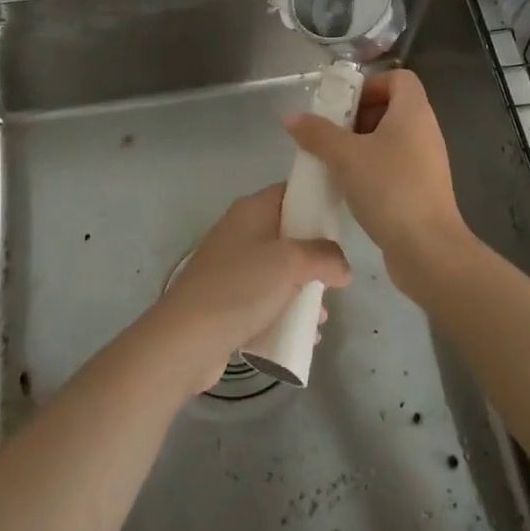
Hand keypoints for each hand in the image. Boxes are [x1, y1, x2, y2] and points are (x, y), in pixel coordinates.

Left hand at [156, 184, 350, 392]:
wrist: (186, 339)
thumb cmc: (241, 287)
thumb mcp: (291, 263)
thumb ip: (325, 257)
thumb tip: (343, 268)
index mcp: (252, 209)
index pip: (291, 191)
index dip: (317, 202)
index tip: (342, 224)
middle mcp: (241, 230)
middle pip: (289, 233)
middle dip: (315, 257)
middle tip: (335, 278)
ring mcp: (232, 265)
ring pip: (279, 269)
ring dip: (303, 289)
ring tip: (322, 317)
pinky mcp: (227, 298)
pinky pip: (266, 297)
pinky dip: (285, 310)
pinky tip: (303, 334)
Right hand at [285, 68, 474, 297]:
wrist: (428, 250)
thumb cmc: (389, 189)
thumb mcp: (345, 157)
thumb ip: (317, 133)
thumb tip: (291, 117)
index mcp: (414, 112)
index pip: (399, 78)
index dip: (370, 85)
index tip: (344, 107)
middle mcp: (425, 130)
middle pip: (391, 106)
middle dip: (358, 117)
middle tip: (332, 135)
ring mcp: (426, 161)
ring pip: (390, 138)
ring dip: (361, 145)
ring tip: (335, 162)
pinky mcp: (422, 188)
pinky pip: (394, 164)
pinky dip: (372, 168)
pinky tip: (350, 188)